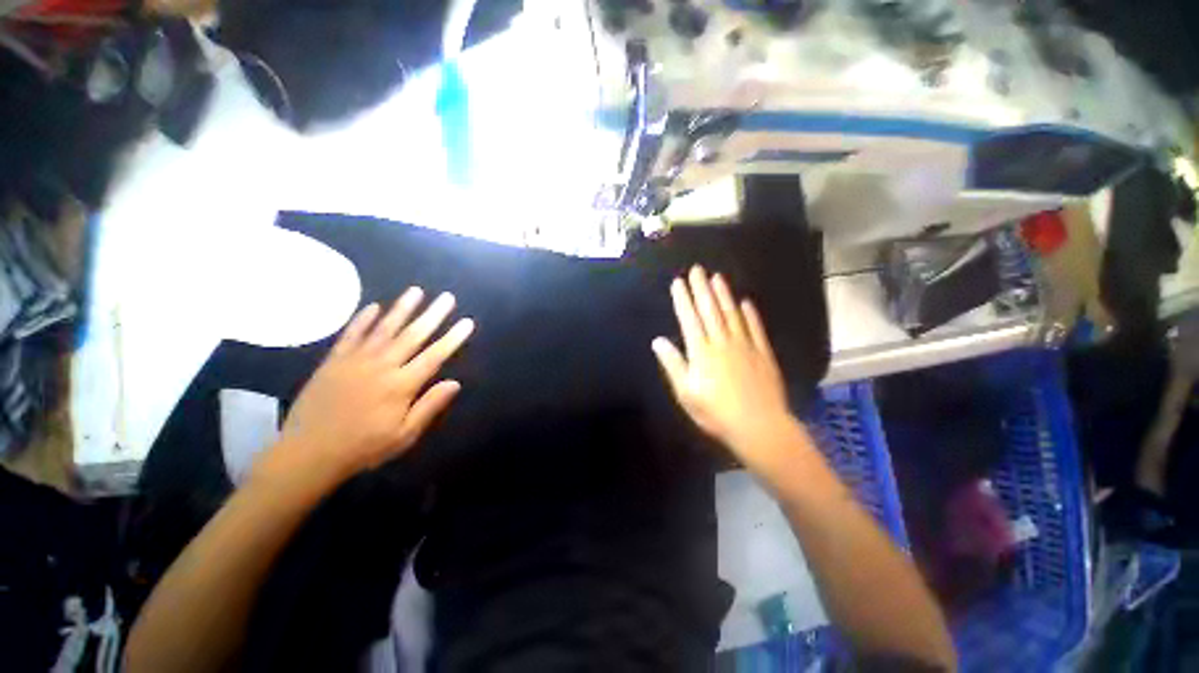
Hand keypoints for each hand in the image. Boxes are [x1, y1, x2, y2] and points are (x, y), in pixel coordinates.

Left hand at [257, 287, 473, 490]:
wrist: (307, 453)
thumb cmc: (363, 447)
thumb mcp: (404, 436)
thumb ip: (429, 406)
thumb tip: (455, 383)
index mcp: (401, 385)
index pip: (435, 355)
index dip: (452, 338)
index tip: (467, 322)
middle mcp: (382, 366)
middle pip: (413, 335)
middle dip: (432, 315)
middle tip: (447, 297)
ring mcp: (355, 360)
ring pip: (384, 328)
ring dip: (402, 308)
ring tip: (416, 291)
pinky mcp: (333, 361)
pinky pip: (351, 334)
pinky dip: (362, 319)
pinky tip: (373, 306)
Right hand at [653, 266, 801, 470]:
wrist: (759, 426)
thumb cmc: (715, 412)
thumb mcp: (686, 393)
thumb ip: (673, 364)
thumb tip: (658, 341)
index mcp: (701, 352)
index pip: (689, 319)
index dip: (682, 299)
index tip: (678, 282)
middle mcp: (722, 342)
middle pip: (710, 310)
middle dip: (701, 288)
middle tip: (697, 269)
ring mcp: (745, 346)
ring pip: (732, 314)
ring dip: (723, 295)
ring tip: (717, 277)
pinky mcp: (762, 353)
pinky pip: (755, 328)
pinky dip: (750, 314)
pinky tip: (745, 302)